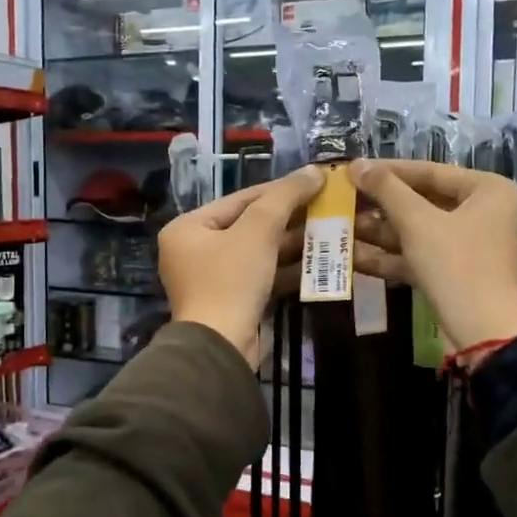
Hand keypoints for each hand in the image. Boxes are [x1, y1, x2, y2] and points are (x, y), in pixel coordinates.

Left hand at [159, 166, 325, 365]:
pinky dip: (286, 269)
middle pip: (249, 225)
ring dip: (292, 243)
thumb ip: (285, 197)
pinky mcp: (231, 302)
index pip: (240, 199)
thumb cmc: (231, 280)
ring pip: (258, 252)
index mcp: (188, 228)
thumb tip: (314, 171)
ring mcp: (212, 279)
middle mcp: (194, 250)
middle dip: (288, 218)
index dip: (279, 190)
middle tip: (325, 207)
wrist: (221, 346)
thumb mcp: (258, 230)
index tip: (313, 182)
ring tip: (328, 231)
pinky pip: (261, 276)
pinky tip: (317, 262)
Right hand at [349, 159, 516, 351]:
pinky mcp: (459, 275)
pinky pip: (424, 257)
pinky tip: (354, 257)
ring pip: (421, 233)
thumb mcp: (418, 223)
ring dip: (381, 233)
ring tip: (342, 227)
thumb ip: (387, 189)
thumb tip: (356, 164)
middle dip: (381, 207)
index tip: (354, 169)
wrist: (485, 333)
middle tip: (345, 200)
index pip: (432, 172)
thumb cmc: (457, 265)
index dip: (389, 171)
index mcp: (490, 191)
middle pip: (425, 203)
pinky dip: (393, 257)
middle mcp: (488, 214)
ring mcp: (474, 247)